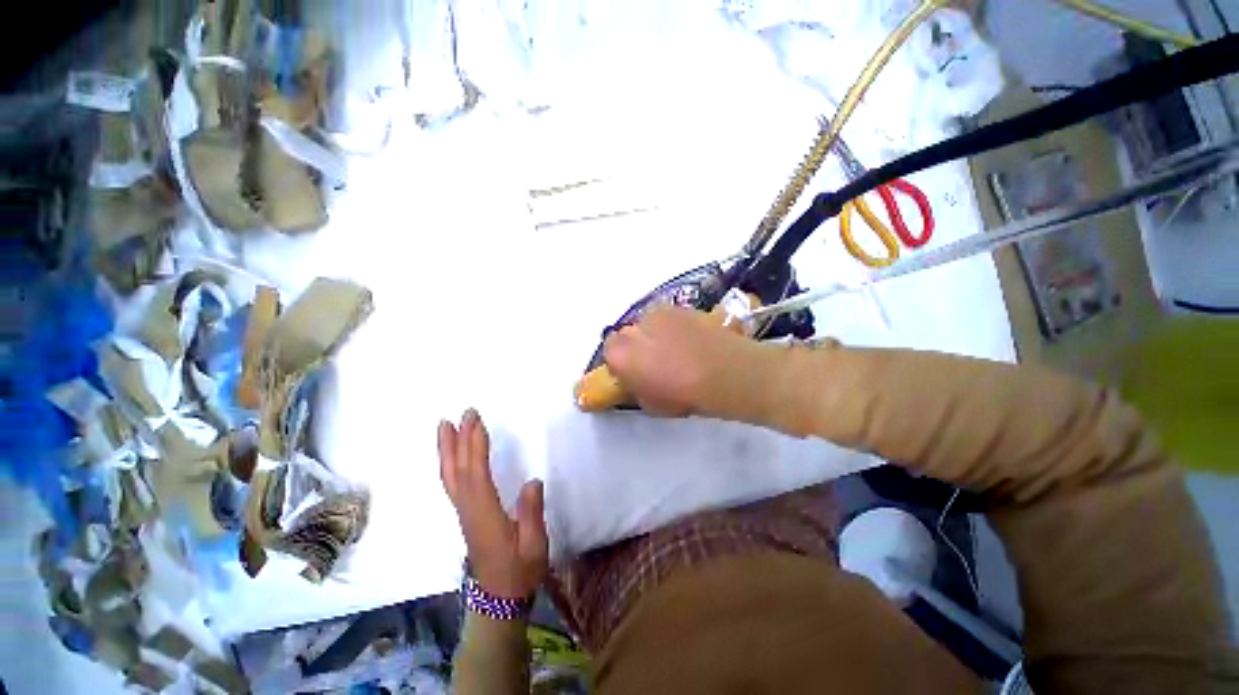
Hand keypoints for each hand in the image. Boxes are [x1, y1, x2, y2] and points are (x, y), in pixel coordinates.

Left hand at [438, 409, 547, 599]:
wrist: (500, 597)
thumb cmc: (521, 570)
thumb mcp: (534, 544)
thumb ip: (532, 513)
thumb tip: (533, 481)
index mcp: (486, 514)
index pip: (476, 474)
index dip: (475, 446)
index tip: (476, 421)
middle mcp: (469, 509)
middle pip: (459, 470)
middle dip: (459, 439)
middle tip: (462, 413)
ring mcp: (464, 512)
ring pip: (450, 476)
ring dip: (447, 449)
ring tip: (445, 426)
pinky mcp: (465, 514)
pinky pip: (452, 483)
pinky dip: (449, 463)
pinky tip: (452, 454)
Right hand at [603, 305, 777, 418]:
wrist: (724, 372)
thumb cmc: (683, 395)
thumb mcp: (651, 404)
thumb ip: (635, 388)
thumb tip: (634, 381)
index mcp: (620, 354)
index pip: (608, 351)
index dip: (620, 361)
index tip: (633, 371)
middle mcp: (634, 328)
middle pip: (627, 334)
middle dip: (636, 346)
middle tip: (654, 361)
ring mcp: (658, 314)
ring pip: (648, 324)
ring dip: (655, 334)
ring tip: (676, 350)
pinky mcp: (680, 307)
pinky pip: (669, 318)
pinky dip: (674, 327)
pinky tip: (691, 340)